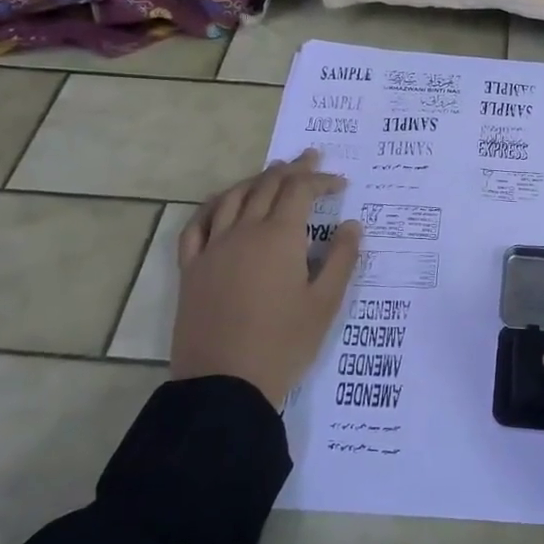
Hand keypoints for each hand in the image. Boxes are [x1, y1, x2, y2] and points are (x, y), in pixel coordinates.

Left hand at [170, 150, 361, 406]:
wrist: (224, 385)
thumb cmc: (283, 343)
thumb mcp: (325, 304)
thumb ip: (342, 259)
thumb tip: (352, 225)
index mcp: (279, 237)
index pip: (300, 191)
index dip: (321, 180)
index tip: (341, 183)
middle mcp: (243, 231)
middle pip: (267, 185)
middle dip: (292, 169)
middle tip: (310, 158)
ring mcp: (212, 248)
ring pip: (233, 197)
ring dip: (256, 179)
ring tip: (272, 173)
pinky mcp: (191, 269)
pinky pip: (197, 225)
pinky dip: (213, 206)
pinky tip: (222, 204)